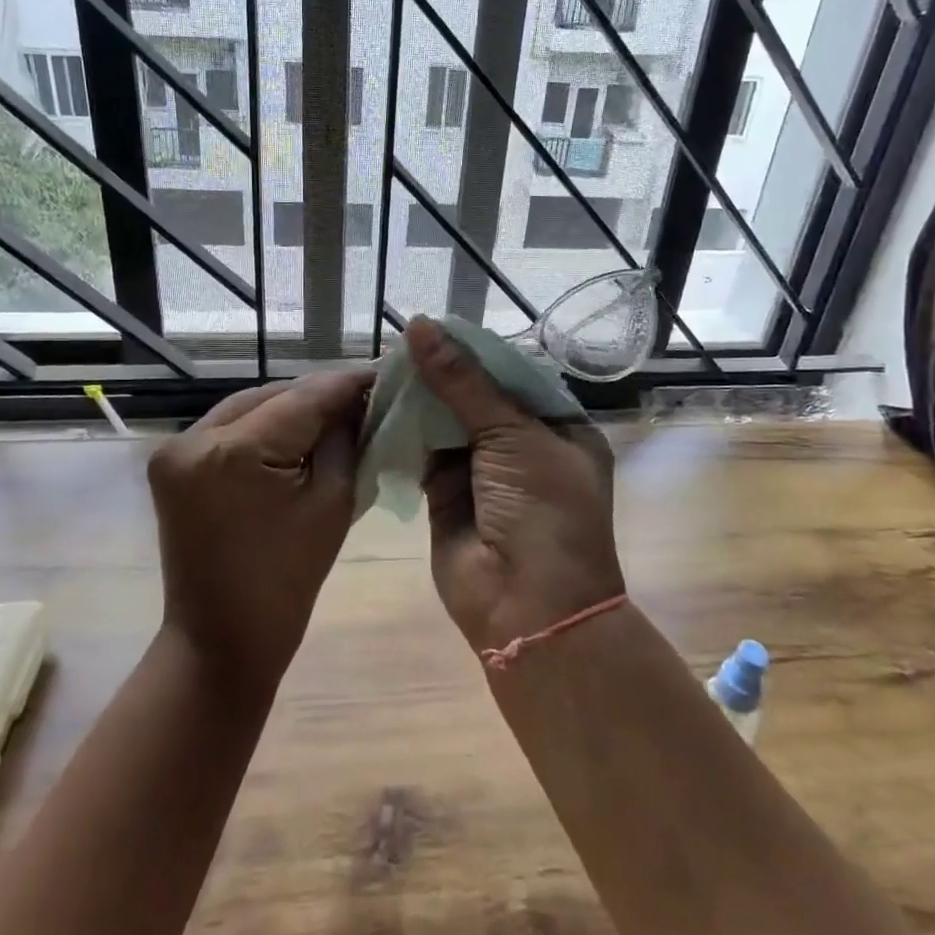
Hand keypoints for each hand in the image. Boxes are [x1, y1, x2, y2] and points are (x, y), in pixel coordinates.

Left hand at [147, 369, 373, 692]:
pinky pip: (229, 429)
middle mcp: (193, 438)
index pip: (303, 398)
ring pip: (249, 407)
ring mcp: (176, 449)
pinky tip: (297, 431)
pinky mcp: (172, 464)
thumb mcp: (332, 502)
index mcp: (233, 452)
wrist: (220, 641)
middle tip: (364, 395)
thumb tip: (359, 402)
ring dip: (291, 408)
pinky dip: (264, 426)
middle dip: (318, 395)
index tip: (383, 372)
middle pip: (272, 396)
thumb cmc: (286, 582)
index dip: (346, 383)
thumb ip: (345, 440)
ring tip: (336, 410)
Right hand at [407, 318, 623, 654]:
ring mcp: (482, 470)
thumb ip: (463, 382)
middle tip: (397, 342)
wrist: (528, 610)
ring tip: (381, 364)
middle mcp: (521, 445)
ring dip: (418, 398)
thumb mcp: (513, 437)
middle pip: (475, 395)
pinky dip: (402, 430)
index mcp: (557, 426)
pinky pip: (422, 451)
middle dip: (440, 372)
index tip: (431, 326)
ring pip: (445, 421)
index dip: (472, 351)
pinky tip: (378, 402)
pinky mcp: (445, 493)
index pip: (511, 373)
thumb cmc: (543, 513)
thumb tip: (421, 324)